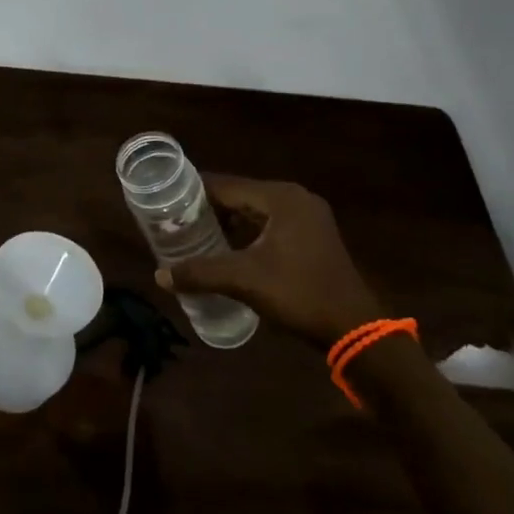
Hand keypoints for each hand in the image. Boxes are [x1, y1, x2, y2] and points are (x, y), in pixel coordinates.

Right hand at [154, 176, 382, 347]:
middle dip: (208, 208)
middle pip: (240, 195)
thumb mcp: (244, 281)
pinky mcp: (313, 235)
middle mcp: (295, 198)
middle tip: (175, 221)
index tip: (165, 202)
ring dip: (228, 220)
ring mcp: (308, 216)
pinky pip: (270, 223)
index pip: (225, 185)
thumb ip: (200, 273)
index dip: (193, 193)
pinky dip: (248, 230)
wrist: (354, 329)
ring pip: (255, 210)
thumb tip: (159, 276)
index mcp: (280, 197)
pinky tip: (228, 247)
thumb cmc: (299, 294)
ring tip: (195, 233)